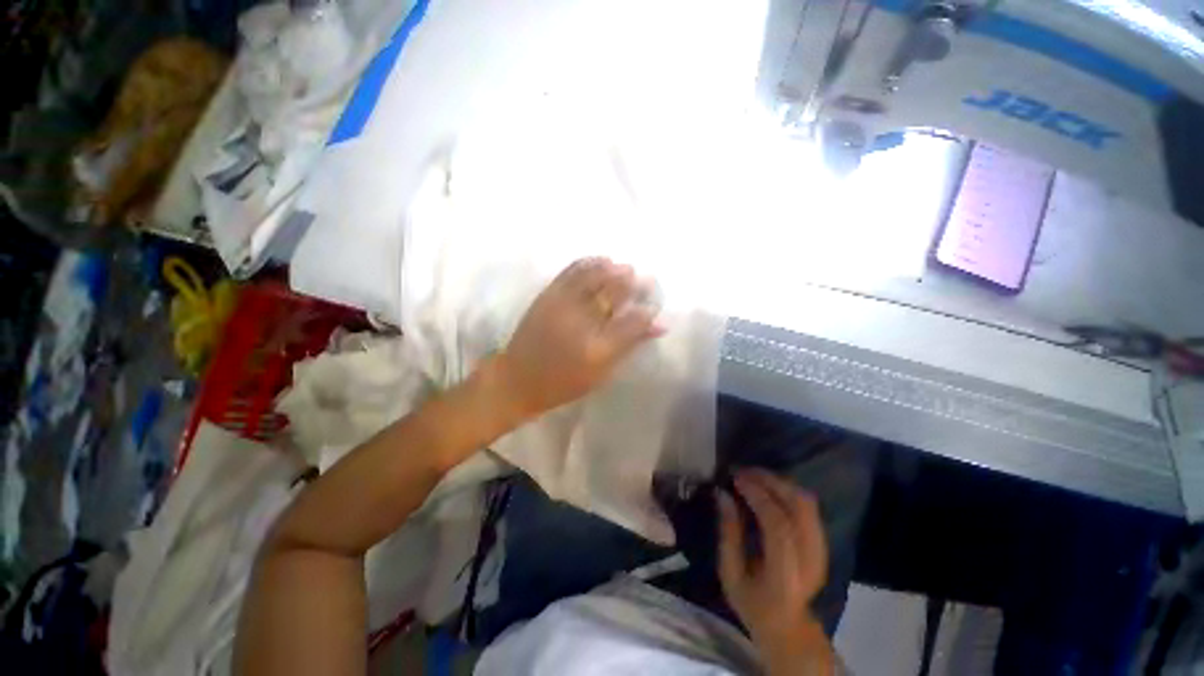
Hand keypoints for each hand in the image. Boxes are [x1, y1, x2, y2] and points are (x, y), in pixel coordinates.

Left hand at [495, 257, 662, 418]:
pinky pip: (571, 271)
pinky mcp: (547, 295)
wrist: (518, 379)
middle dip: (634, 283)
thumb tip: (659, 326)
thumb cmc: (565, 383)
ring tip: (625, 267)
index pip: (634, 321)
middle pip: (615, 293)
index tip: (654, 303)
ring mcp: (562, 305)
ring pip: (594, 277)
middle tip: (644, 279)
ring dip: (613, 269)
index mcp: (598, 349)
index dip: (648, 310)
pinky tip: (601, 261)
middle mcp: (582, 323)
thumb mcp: (602, 372)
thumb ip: (630, 346)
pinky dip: (589, 263)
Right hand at [718, 470, 832, 672]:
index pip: (779, 527)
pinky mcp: (823, 542)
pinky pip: (808, 505)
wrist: (789, 626)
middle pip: (799, 507)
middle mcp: (810, 560)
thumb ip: (728, 533)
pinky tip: (767, 487)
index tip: (736, 479)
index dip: (758, 496)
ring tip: (752, 476)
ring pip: (806, 502)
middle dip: (769, 481)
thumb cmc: (752, 603)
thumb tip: (722, 493)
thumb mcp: (729, 573)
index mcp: (785, 576)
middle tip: (742, 471)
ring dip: (778, 482)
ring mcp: (821, 550)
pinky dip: (786, 489)